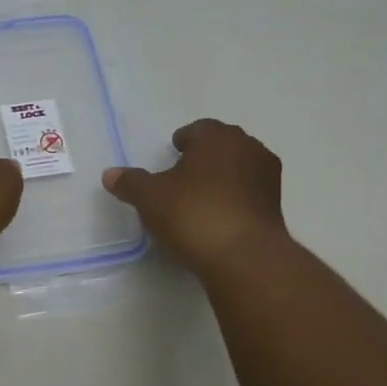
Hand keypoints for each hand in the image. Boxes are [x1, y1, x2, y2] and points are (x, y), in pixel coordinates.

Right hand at [102, 119, 286, 273]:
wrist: (243, 256)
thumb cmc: (193, 213)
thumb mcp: (150, 198)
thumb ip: (130, 183)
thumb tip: (110, 174)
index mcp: (218, 137)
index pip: (200, 129)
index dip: (184, 140)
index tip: (173, 153)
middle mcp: (249, 149)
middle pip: (223, 146)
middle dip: (205, 157)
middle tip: (183, 175)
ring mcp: (268, 178)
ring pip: (239, 170)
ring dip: (222, 178)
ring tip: (199, 199)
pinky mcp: (276, 207)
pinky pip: (249, 194)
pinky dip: (234, 200)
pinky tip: (217, 218)